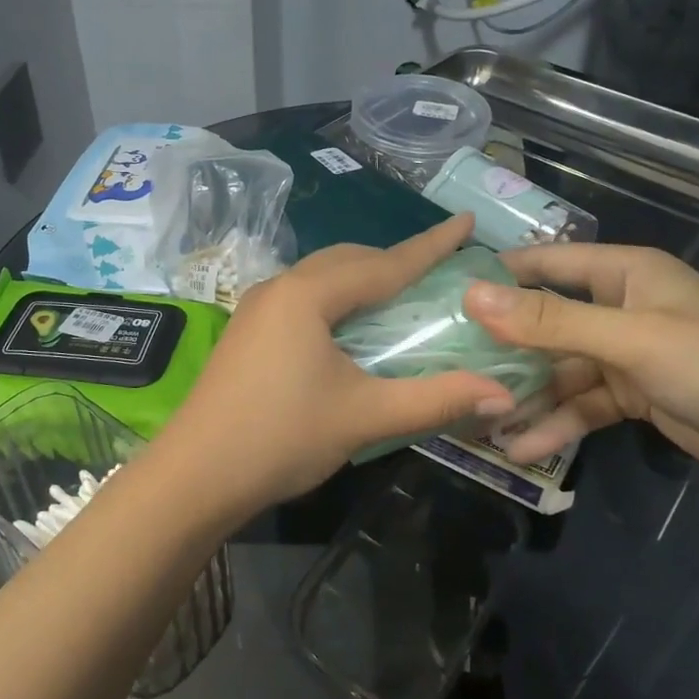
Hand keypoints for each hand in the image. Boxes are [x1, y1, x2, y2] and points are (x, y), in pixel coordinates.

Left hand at [150, 215, 514, 522]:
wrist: (194, 476)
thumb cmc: (280, 437)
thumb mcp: (364, 416)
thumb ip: (435, 400)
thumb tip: (503, 396)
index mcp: (307, 294)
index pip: (384, 264)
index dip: (431, 245)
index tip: (466, 223)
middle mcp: (279, 288)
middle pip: (349, 261)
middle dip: (395, 262)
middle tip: (440, 270)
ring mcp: (257, 309)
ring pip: (323, 279)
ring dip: (364, 281)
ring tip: (403, 295)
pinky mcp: (248, 332)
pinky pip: (305, 300)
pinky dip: (339, 302)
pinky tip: (354, 328)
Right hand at [462, 245, 698, 496]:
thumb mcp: (628, 338)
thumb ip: (549, 320)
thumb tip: (471, 295)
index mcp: (626, 273)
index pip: (547, 262)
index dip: (499, 275)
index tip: (445, 296)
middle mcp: (622, 307)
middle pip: (547, 321)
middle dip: (504, 348)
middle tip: (450, 368)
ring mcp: (628, 354)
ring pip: (561, 370)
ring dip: (527, 395)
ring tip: (478, 419)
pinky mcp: (636, 396)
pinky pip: (583, 404)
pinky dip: (557, 423)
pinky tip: (521, 447)